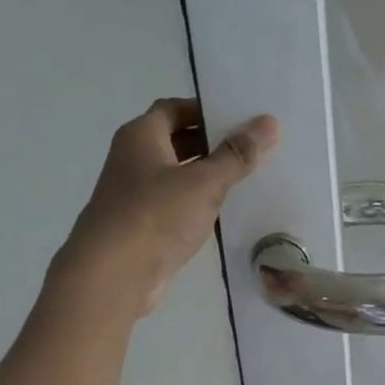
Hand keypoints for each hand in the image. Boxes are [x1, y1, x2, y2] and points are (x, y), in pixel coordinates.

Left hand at [57, 98, 278, 315]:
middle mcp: (134, 159)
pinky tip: (226, 215)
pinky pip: (177, 207)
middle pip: (177, 142)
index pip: (175, 109)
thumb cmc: (155, 216)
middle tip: (252, 150)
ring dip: (208, 178)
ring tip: (248, 180)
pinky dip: (199, 206)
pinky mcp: (145, 227)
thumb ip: (237, 156)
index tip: (241, 119)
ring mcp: (137, 195)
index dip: (206, 110)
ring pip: (178, 177)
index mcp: (141, 136)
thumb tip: (270, 123)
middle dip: (212, 145)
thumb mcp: (204, 183)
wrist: (114, 275)